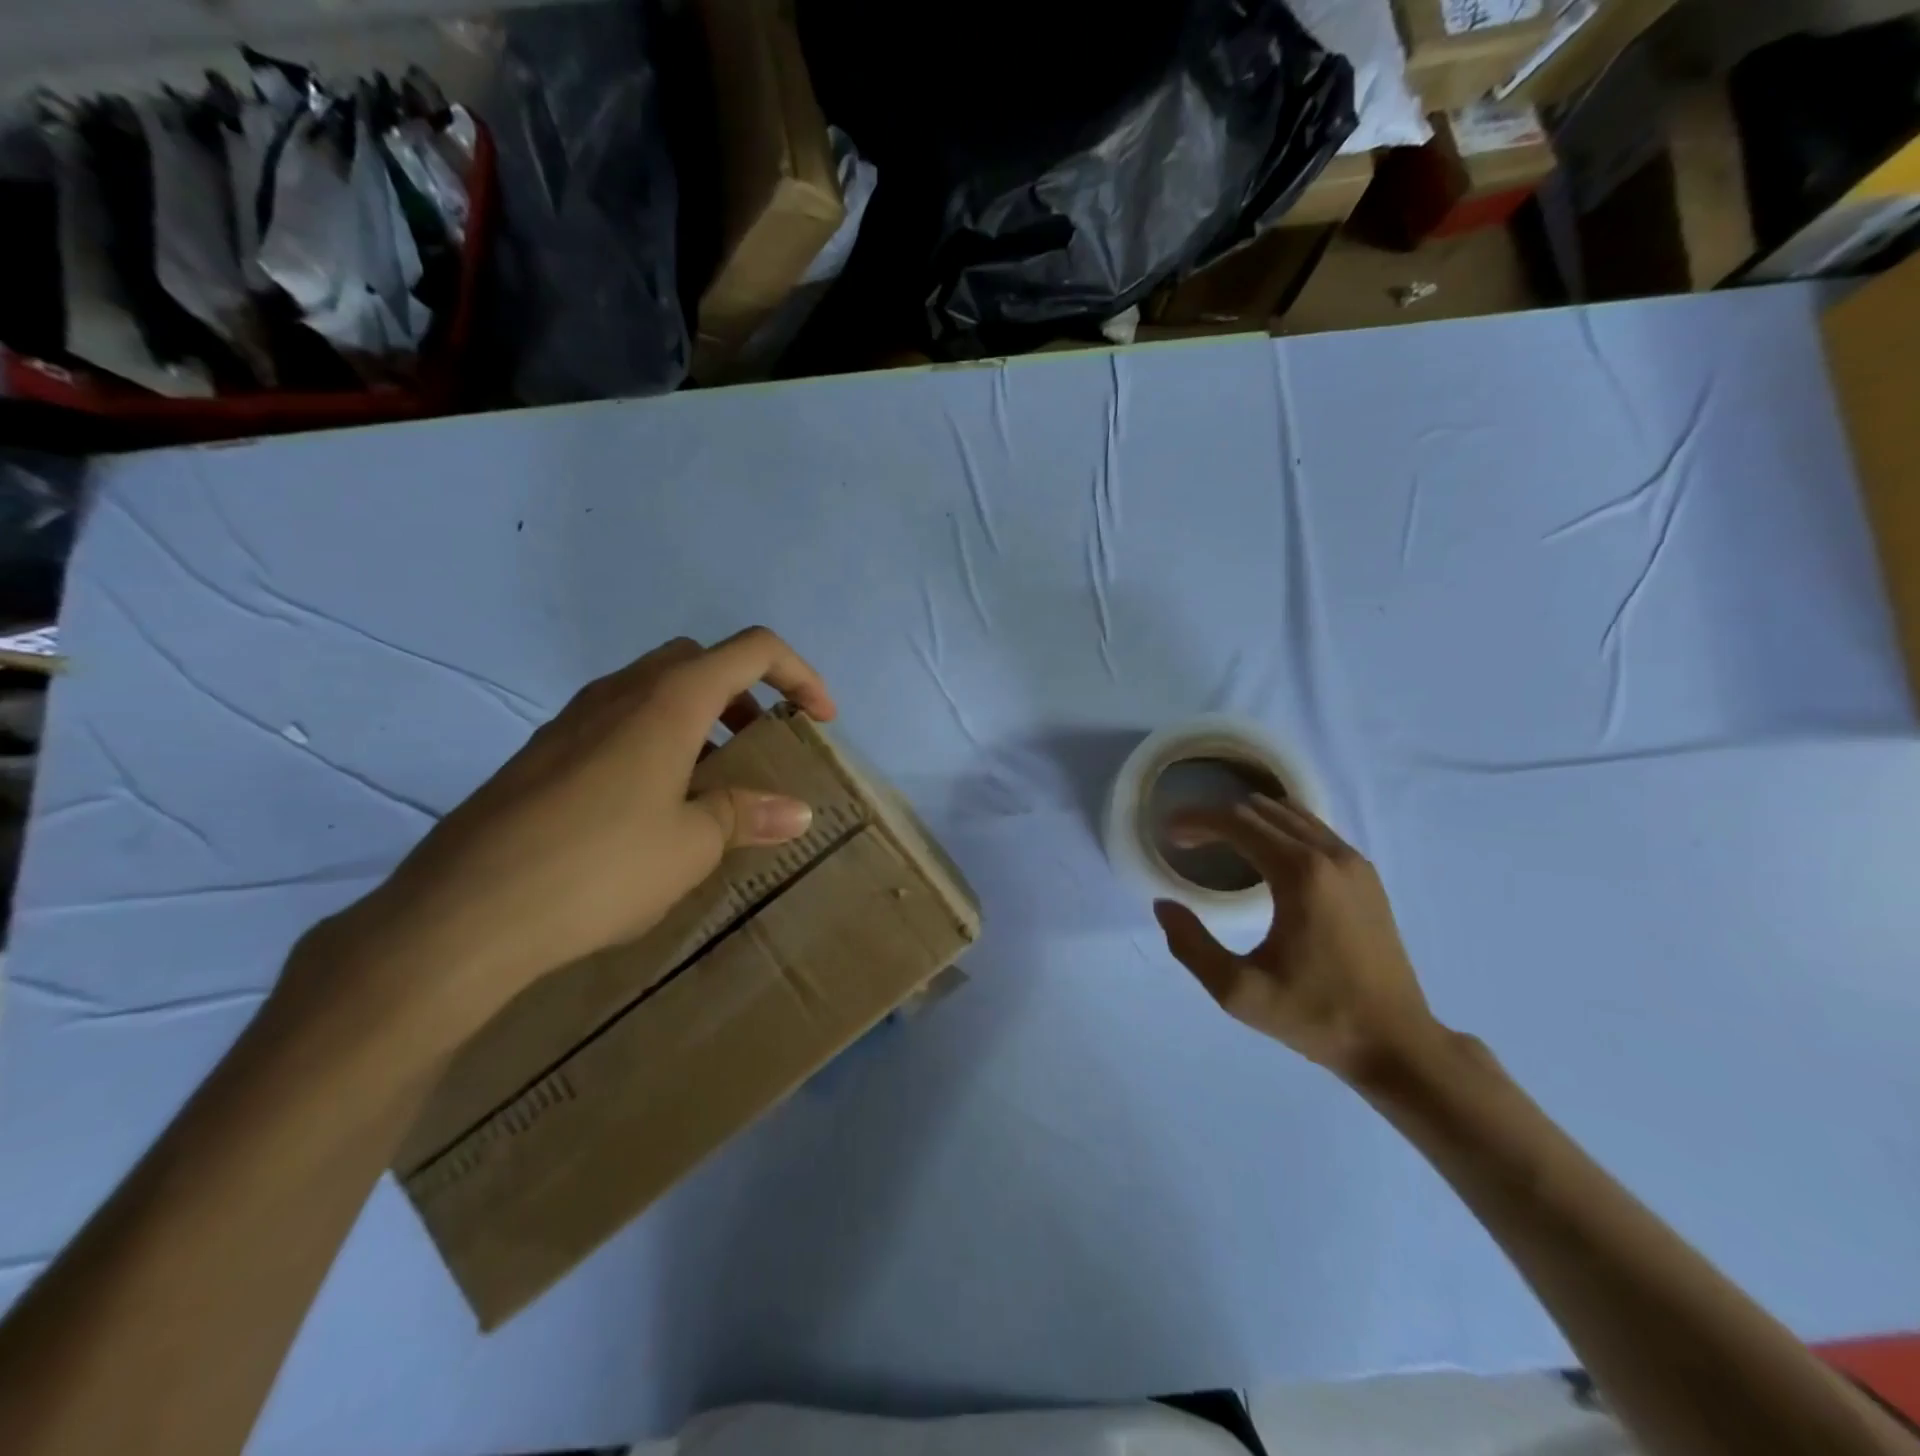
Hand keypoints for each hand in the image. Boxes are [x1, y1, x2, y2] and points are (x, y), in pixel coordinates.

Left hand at [309, 628, 836, 1045]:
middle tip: (759, 743)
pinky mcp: (542, 752)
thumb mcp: (691, 845)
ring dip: (697, 716)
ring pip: (652, 689)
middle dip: (744, 691)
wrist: (464, 913)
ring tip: (711, 779)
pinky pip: (616, 721)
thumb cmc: (600, 867)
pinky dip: (654, 739)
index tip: (820, 720)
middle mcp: (621, 692)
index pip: (753, 650)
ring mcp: (573, 719)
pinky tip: (650, 805)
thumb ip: (746, 815)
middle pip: (699, 660)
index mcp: (669, 700)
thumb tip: (795, 811)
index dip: (800, 674)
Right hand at [1152, 793, 1440, 1081]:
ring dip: (1248, 821)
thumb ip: (1191, 945)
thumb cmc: (1316, 1015)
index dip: (1197, 821)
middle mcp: (1330, 855)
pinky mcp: (1366, 877)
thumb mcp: (1239, 992)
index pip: (1237, 823)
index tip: (1168, 833)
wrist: (1397, 1043)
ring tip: (1217, 844)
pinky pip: (1313, 831)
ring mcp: (1354, 863)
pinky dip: (1279, 830)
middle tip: (1185, 842)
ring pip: (1290, 815)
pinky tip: (1262, 856)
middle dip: (1217, 819)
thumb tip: (1164, 905)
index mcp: (1301, 875)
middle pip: (1261, 812)